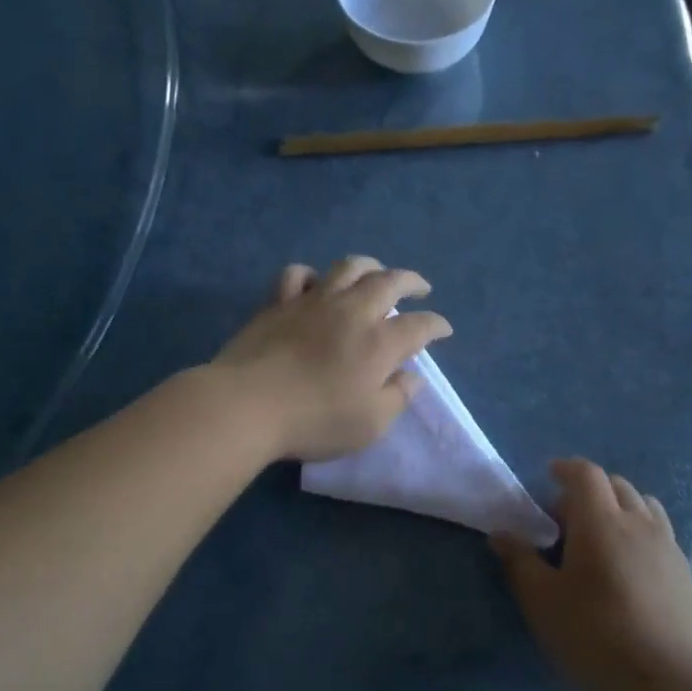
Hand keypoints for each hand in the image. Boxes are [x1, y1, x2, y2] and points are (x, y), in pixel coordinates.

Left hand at [209, 256, 452, 462]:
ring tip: (378, 272)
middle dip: (411, 282)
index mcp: (380, 342)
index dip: (436, 325)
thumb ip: (397, 397)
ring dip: (370, 266)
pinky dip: (313, 275)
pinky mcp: (279, 303)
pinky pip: (298, 274)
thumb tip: (413, 377)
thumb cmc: (315, 421)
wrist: (248, 405)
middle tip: (421, 288)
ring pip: (348, 267)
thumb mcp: (370, 424)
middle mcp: (352, 312)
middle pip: (389, 282)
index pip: (420, 325)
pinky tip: (316, 284)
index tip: (444, 330)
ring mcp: (314, 301)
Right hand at [492, 458, 691, 690]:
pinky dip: (640, 533)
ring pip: (644, 506)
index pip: (586, 474)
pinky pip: (660, 534)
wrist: (664, 680)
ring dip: (620, 507)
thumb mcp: (542, 600)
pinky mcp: (685, 573)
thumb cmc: (592, 634)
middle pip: (617, 485)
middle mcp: (639, 523)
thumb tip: (501, 533)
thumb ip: (520, 561)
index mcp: (601, 522)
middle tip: (566, 518)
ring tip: (601, 537)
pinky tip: (628, 568)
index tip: (550, 474)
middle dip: (590, 490)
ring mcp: (668, 547)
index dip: (566, 468)